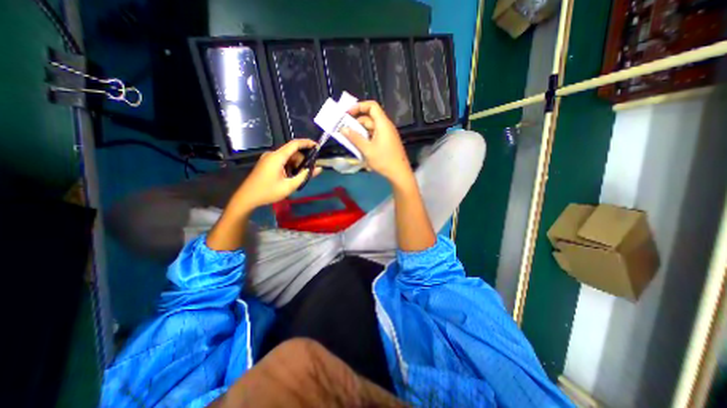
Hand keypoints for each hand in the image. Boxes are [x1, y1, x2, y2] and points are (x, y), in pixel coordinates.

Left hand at [234, 139, 320, 211]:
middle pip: (292, 152)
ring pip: (288, 157)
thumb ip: (305, 176)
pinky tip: (290, 177)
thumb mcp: (289, 186)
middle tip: (308, 172)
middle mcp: (272, 154)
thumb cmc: (268, 192)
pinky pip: (282, 160)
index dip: (307, 143)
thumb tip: (318, 169)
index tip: (318, 146)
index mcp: (277, 157)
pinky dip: (289, 166)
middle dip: (302, 160)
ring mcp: (268, 158)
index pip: (294, 144)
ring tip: (298, 177)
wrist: (247, 197)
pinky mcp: (266, 163)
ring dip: (296, 165)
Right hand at [341, 100, 414, 184]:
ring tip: (349, 139)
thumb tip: (343, 129)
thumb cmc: (384, 160)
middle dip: (356, 122)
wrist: (399, 173)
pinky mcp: (387, 142)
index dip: (359, 106)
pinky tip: (359, 145)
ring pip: (371, 127)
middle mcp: (386, 126)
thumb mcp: (367, 149)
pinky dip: (366, 137)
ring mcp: (387, 134)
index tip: (347, 114)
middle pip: (370, 117)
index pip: (372, 106)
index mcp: (383, 124)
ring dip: (360, 131)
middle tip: (344, 130)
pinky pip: (374, 135)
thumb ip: (355, 138)